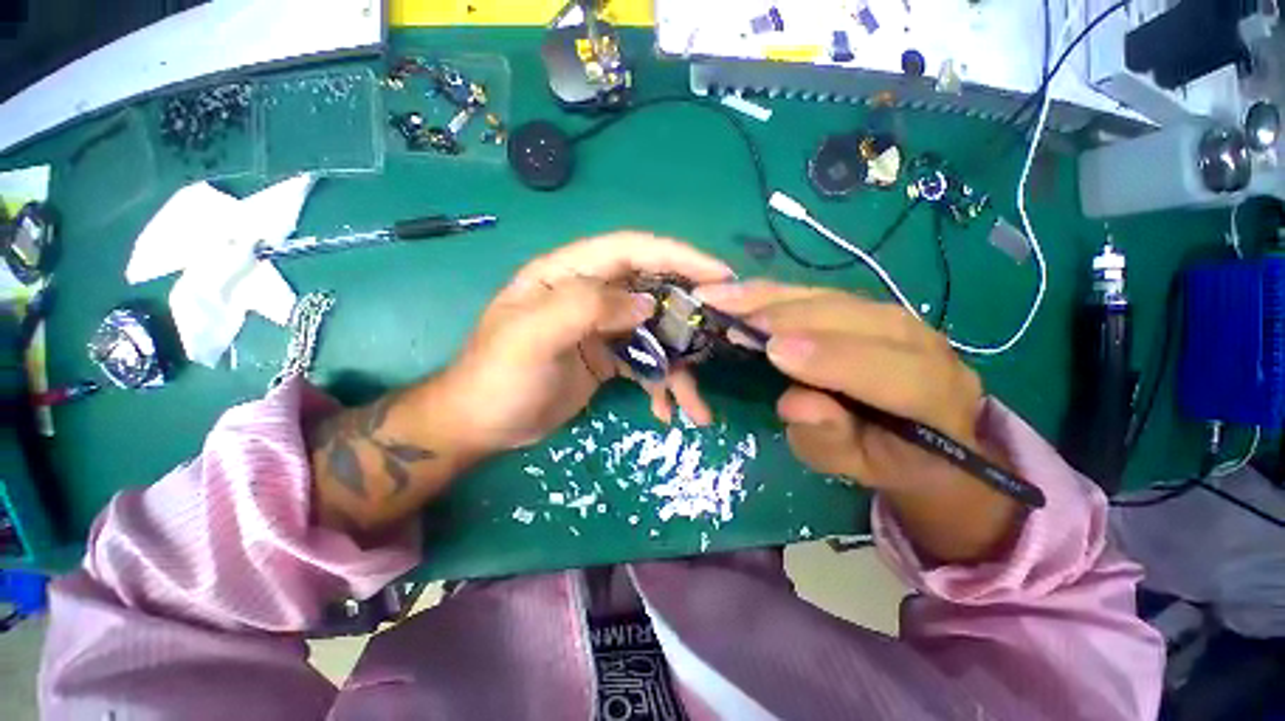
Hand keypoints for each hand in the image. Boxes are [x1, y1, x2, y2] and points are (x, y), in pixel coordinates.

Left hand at [433, 232, 732, 455]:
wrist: (483, 426)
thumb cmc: (498, 377)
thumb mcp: (532, 337)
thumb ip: (585, 308)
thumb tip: (644, 304)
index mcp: (568, 274)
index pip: (631, 250)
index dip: (676, 256)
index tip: (718, 273)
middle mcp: (589, 295)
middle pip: (651, 291)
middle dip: (688, 315)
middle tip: (721, 334)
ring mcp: (601, 328)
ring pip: (653, 334)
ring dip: (679, 367)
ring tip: (696, 403)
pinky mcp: (608, 358)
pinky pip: (645, 364)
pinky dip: (661, 386)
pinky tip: (667, 411)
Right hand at [696, 280, 1019, 563]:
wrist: (922, 430)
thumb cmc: (885, 456)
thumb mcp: (856, 465)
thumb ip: (831, 440)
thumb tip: (793, 402)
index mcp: (934, 395)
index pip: (889, 371)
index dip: (831, 358)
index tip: (774, 351)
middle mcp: (919, 342)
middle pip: (852, 319)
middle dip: (788, 318)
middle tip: (732, 320)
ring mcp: (891, 315)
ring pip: (828, 297)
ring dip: (771, 297)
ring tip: (723, 297)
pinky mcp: (862, 305)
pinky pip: (814, 292)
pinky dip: (771, 291)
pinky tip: (739, 290)